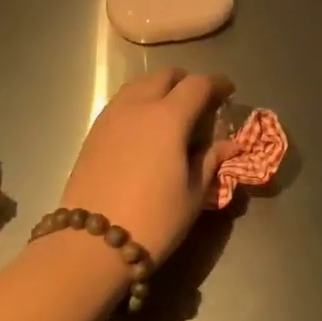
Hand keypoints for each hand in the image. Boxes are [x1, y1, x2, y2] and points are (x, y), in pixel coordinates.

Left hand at [59, 68, 235, 264]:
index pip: (198, 85)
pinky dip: (139, 104)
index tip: (228, 91)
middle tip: (200, 102)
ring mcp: (111, 117)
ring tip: (171, 114)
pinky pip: (122, 103)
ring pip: (139, 85)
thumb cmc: (153, 220)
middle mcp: (138, 106)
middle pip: (165, 76)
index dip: (217, 84)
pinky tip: (145, 129)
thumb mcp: (193, 194)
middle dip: (186, 82)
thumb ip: (211, 161)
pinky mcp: (94, 132)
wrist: (91, 244)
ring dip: (160, 89)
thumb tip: (230, 145)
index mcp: (169, 117)